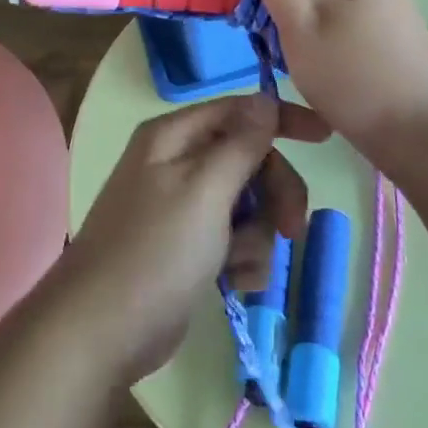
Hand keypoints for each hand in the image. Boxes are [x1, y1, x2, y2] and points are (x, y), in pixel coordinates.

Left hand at [57, 95, 318, 382]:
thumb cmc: (156, 251)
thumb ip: (240, 145)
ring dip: (255, 237)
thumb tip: (264, 98)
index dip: (281, 119)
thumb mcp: (204, 191)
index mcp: (174, 137)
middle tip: (292, 229)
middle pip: (248, 160)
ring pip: (247, 205)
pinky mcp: (188, 247)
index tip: (325, 137)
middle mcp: (177, 163)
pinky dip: (240, 260)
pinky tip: (232, 284)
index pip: (239, 111)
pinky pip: (234, 239)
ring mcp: (182, 207)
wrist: (103, 329)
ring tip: (237, 266)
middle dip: (273, 194)